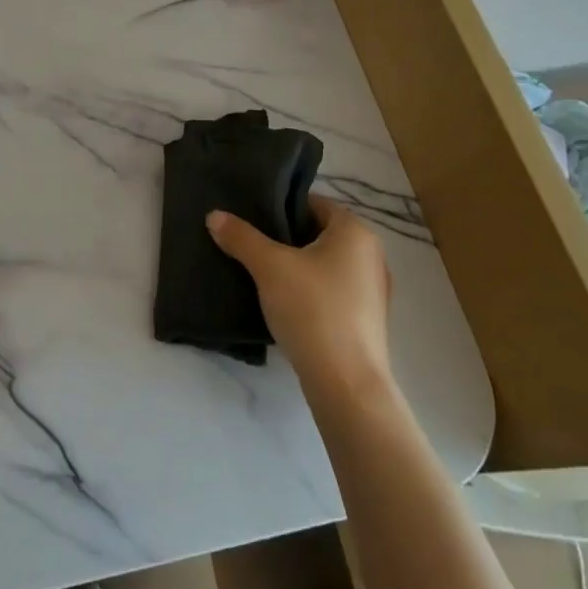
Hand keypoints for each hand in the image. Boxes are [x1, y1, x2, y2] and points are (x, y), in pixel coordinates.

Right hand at [207, 194, 393, 397]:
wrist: (346, 385)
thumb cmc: (312, 310)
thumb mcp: (269, 267)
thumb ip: (241, 237)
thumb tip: (214, 215)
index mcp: (355, 231)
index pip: (313, 203)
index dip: (281, 208)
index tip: (252, 219)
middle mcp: (372, 254)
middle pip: (319, 233)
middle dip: (286, 238)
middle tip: (252, 245)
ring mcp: (374, 290)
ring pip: (326, 264)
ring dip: (297, 266)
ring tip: (263, 274)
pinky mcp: (368, 320)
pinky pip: (333, 291)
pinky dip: (311, 291)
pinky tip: (286, 304)